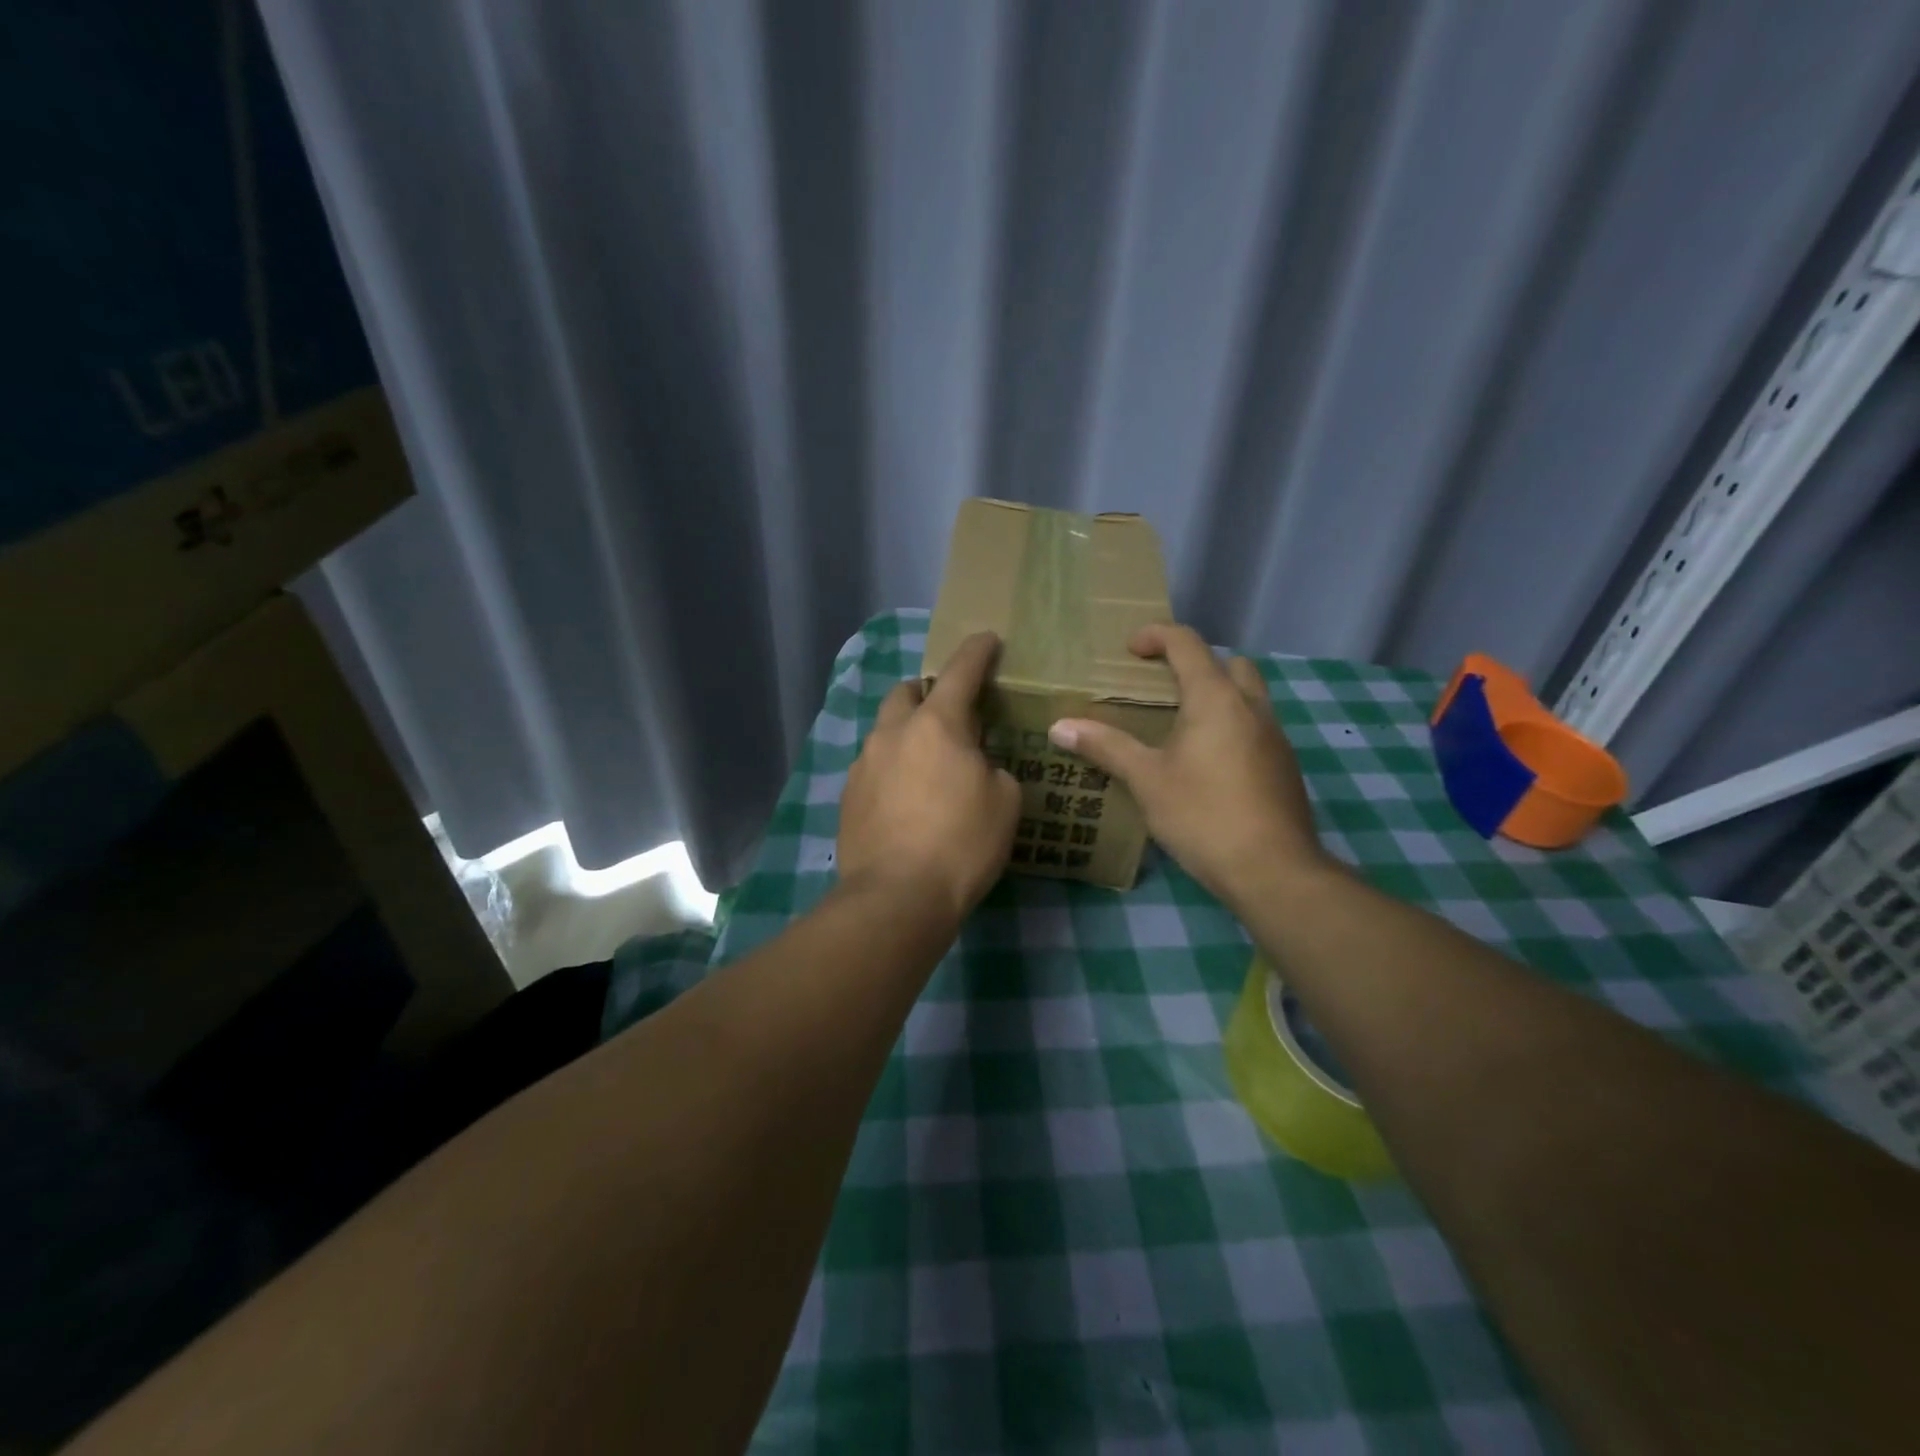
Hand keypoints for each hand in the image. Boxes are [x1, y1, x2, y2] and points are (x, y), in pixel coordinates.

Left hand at [838, 632, 1021, 921]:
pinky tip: (906, 799)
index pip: (960, 672)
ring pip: (886, 731)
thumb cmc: (962, 844)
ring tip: (929, 764)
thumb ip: (993, 768)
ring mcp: (863, 764)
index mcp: (936, 724)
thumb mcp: (1005, 802)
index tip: (987, 638)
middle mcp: (893, 733)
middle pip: (906, 692)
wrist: (897, 897)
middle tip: (952, 714)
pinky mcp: (847, 797)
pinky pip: (874, 767)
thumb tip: (975, 767)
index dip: (977, 651)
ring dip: (908, 734)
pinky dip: (893, 768)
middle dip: (928, 692)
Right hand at [1048, 624, 1328, 906]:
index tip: (1130, 649)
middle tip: (1161, 687)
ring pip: (1248, 695)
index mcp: (1216, 699)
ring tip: (1179, 726)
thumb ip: (1106, 746)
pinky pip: (1255, 726)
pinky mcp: (1284, 766)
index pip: (1187, 644)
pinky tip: (1206, 763)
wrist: (1274, 871)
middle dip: (1195, 663)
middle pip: (1228, 663)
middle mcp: (1252, 707)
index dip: (1156, 635)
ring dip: (1216, 695)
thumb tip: (1059, 726)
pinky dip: (1230, 725)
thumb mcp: (1147, 780)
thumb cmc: (1203, 815)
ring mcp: (1275, 736)